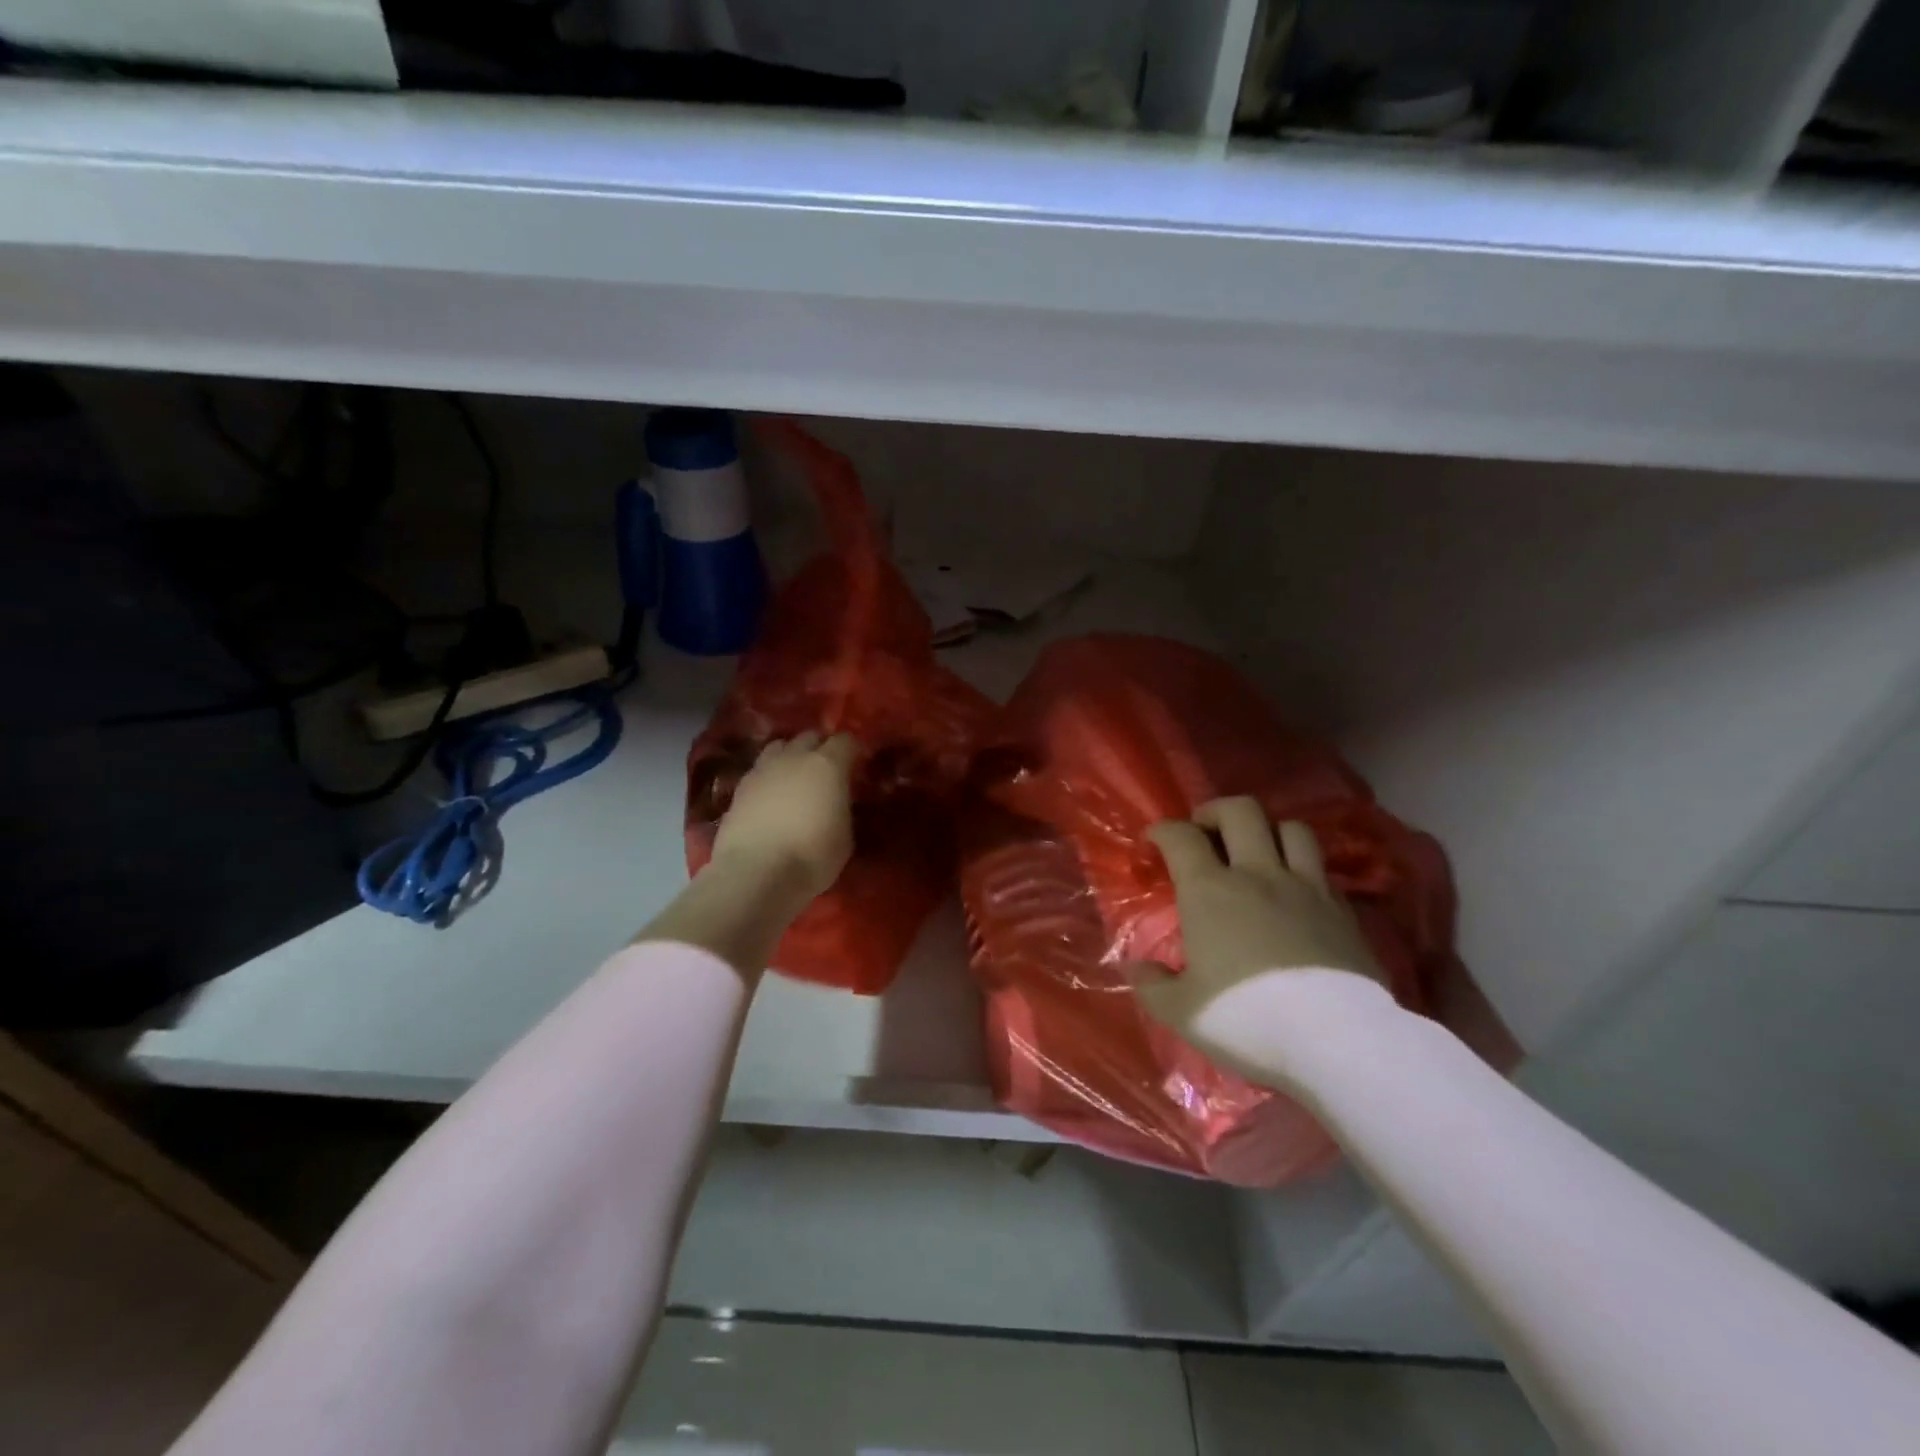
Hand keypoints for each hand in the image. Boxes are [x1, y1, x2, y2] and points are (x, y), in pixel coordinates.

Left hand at [710, 732, 856, 901]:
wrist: (755, 874)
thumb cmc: (812, 857)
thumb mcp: (845, 837)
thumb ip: (842, 809)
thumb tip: (836, 803)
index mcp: (828, 764)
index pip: (846, 740)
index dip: (852, 751)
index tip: (856, 766)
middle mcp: (794, 757)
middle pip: (810, 737)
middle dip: (820, 748)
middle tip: (826, 771)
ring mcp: (763, 769)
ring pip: (779, 746)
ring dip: (790, 756)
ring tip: (795, 777)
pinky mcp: (739, 788)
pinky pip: (759, 770)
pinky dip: (768, 777)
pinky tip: (770, 797)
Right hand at [1132, 797, 1384, 1074]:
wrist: (1336, 1040)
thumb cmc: (1247, 1018)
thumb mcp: (1182, 1012)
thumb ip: (1153, 985)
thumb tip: (1137, 967)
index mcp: (1210, 891)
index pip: (1181, 836)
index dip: (1163, 830)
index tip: (1155, 840)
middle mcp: (1257, 874)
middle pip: (1240, 811)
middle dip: (1216, 812)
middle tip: (1205, 832)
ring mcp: (1306, 887)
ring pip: (1291, 828)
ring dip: (1268, 831)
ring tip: (1257, 852)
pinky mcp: (1344, 909)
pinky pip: (1321, 868)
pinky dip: (1302, 868)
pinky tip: (1295, 892)